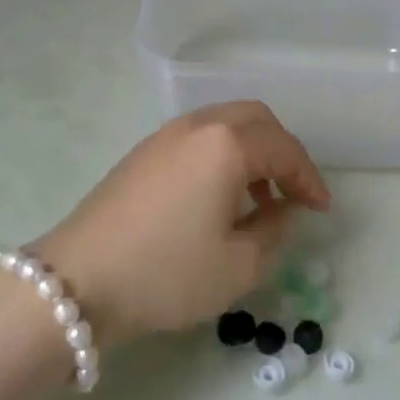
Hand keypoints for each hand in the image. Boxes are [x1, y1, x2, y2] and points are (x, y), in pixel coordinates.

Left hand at [33, 102, 329, 347]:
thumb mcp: (238, 266)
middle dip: (282, 151)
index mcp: (227, 145)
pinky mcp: (143, 151)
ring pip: (225, 123)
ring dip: (251, 151)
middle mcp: (198, 126)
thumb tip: (282, 209)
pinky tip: (217, 197)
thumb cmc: (167, 273)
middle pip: (256, 119)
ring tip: (256, 199)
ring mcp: (166, 135)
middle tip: (291, 192)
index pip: (284, 149)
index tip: (321, 209)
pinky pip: (198, 137)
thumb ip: (274, 231)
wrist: (78, 280)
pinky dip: (221, 154)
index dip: (309, 178)